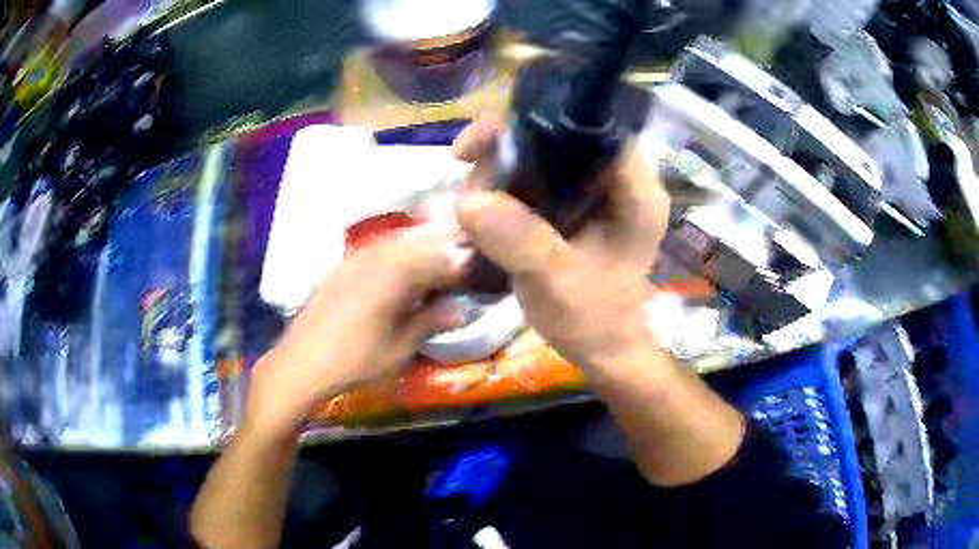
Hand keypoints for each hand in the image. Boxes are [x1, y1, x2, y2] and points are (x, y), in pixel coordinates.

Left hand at [246, 227, 463, 439]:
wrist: (302, 362)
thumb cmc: (356, 359)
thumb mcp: (400, 347)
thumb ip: (430, 322)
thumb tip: (459, 309)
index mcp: (396, 274)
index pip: (437, 259)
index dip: (458, 266)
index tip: (471, 277)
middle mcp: (375, 258)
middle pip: (417, 246)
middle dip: (438, 256)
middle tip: (452, 275)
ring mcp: (353, 260)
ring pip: (394, 247)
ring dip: (415, 256)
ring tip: (426, 276)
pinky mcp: (338, 269)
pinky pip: (373, 254)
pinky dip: (391, 260)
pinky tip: (392, 279)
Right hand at [454, 118, 670, 370]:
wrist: (603, 348)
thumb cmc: (594, 320)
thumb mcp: (558, 284)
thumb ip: (522, 242)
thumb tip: (469, 201)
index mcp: (634, 190)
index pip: (593, 127)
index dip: (543, 120)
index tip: (490, 140)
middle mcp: (617, 179)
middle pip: (559, 134)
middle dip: (508, 146)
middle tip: (469, 173)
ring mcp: (594, 190)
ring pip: (541, 153)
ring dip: (499, 168)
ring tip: (471, 204)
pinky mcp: (575, 203)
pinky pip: (534, 176)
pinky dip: (503, 184)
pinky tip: (479, 205)